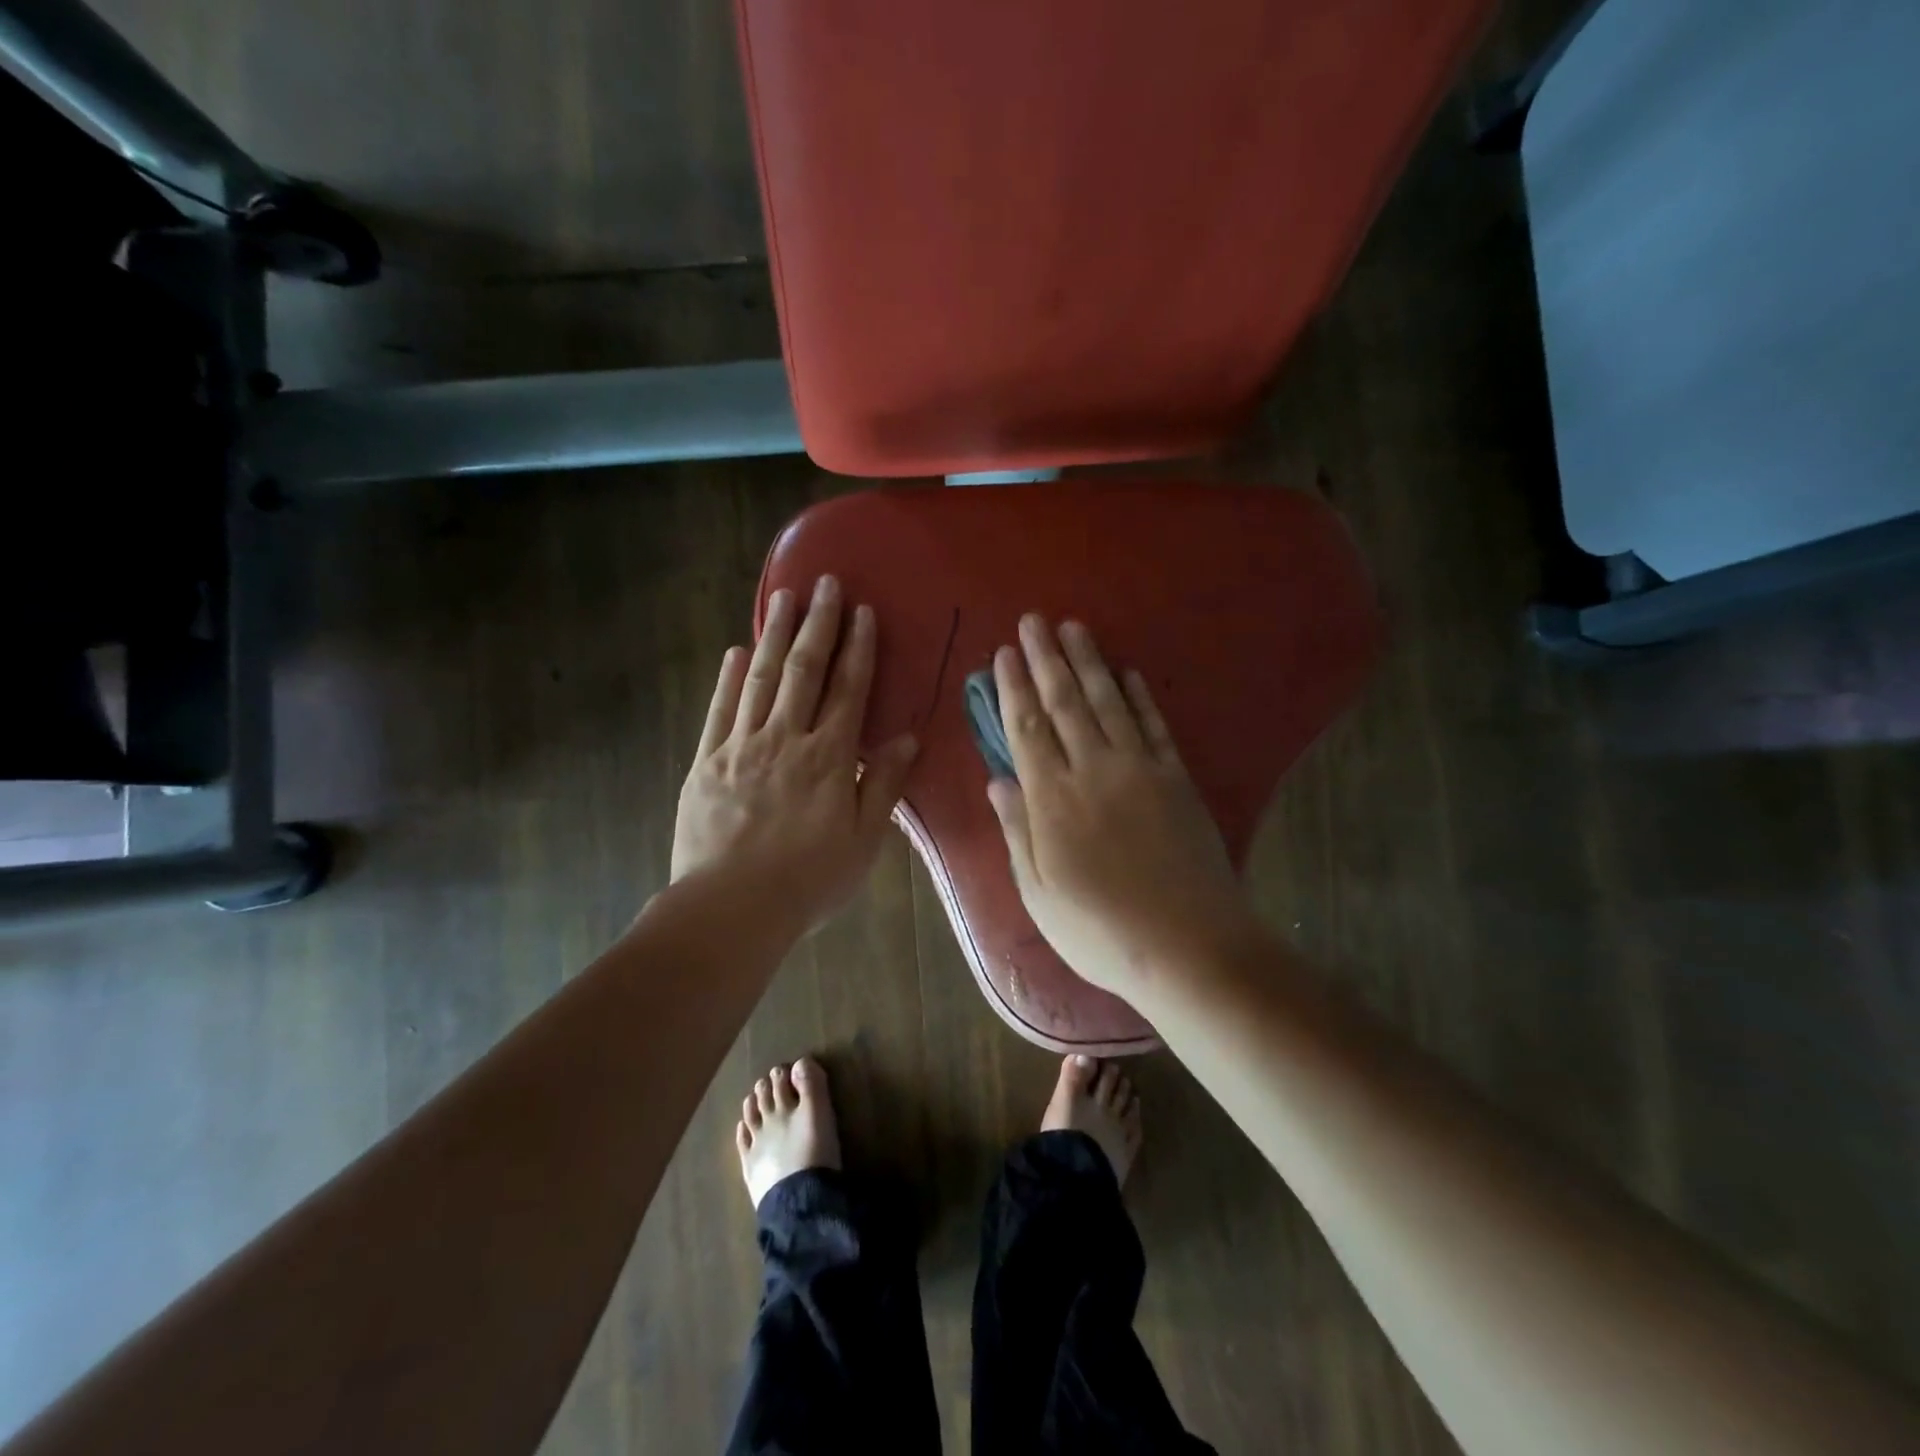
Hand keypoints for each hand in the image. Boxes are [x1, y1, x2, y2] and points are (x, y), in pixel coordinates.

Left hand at [672, 575, 917, 934]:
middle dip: (817, 624)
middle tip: (823, 583)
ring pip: (760, 679)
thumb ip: (883, 785)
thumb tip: (908, 739)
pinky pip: (719, 710)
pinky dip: (729, 678)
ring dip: (774, 635)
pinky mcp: (706, 762)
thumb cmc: (809, 879)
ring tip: (783, 597)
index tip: (863, 612)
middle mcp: (786, 739)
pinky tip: (737, 651)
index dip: (858, 648)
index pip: (849, 690)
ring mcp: (741, 747)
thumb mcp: (864, 840)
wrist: (731, 909)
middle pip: (804, 671)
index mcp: (828, 757)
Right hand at [986, 615, 1261, 997]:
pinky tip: (1127, 672)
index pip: (1026, 730)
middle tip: (1033, 620)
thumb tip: (998, 780)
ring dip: (1089, 662)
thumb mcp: (1039, 894)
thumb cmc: (1101, 931)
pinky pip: (1154, 725)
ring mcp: (1140, 770)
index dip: (1013, 688)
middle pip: (1065, 704)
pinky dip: (1138, 695)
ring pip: (1108, 703)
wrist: (1190, 947)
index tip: (1003, 653)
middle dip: (1046, 659)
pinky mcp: (1177, 778)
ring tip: (1073, 628)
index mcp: (1053, 801)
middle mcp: (1094, 771)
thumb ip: (1018, 831)